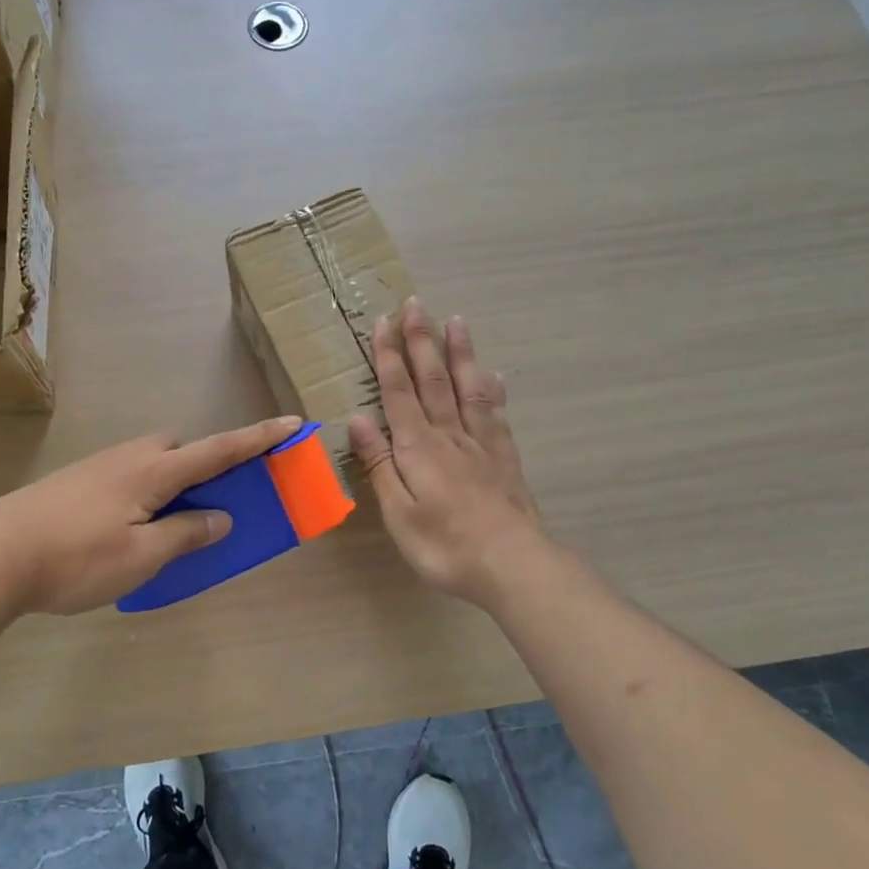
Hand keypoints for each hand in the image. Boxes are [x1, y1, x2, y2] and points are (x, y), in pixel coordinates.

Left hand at [0, 416, 304, 616]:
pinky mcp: (75, 481)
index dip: (258, 438)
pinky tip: (124, 530)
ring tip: (164, 526)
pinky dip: (143, 493)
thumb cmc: (75, 558)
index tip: (293, 423)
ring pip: (150, 463)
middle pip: (180, 449)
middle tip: (206, 505)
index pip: (218, 450)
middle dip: (203, 465)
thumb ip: (185, 534)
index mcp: (153, 471)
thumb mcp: (141, 557)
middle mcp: (129, 458)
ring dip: (170, 483)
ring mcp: (98, 466)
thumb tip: (220, 518)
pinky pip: (127, 476)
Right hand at [349, 300, 545, 609]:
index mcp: (418, 446)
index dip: (389, 356)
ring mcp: (481, 443)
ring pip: (467, 386)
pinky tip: (494, 375)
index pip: (399, 391)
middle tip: (416, 303)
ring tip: (456, 320)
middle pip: (433, 378)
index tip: (383, 322)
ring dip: (459, 352)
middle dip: (421, 339)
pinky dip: (493, 390)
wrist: (512, 564)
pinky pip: (496, 414)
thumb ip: (379, 463)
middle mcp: (449, 434)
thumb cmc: (445, 545)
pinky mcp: (504, 457)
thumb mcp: (398, 511)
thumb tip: (357, 418)